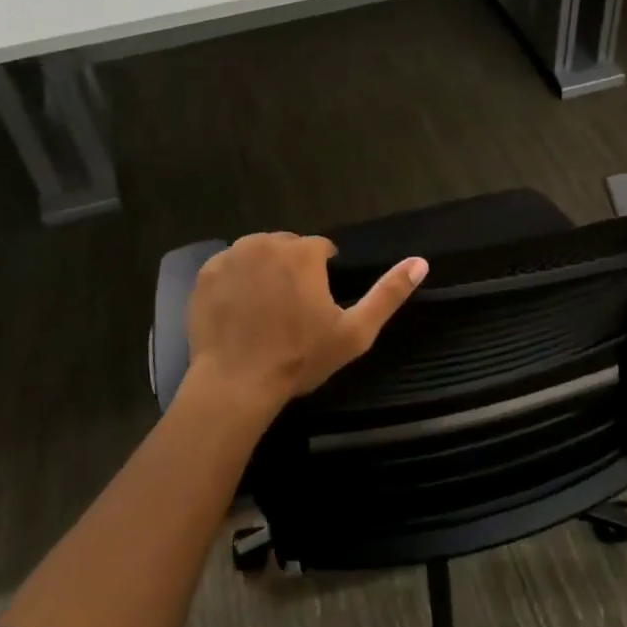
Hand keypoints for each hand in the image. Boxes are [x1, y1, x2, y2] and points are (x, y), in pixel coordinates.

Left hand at [184, 233, 427, 415]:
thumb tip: (421, 261)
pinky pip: (228, 267)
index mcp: (303, 252)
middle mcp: (266, 243)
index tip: (316, 307)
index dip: (322, 276)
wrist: (236, 383)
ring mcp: (232, 256)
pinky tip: (239, 311)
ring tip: (264, 311)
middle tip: (289, 311)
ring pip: (257, 254)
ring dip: (263, 272)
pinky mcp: (205, 273)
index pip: (320, 250)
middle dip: (292, 270)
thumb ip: (388, 294)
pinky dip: (235, 282)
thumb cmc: (299, 358)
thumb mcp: (354, 332)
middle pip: (287, 247)